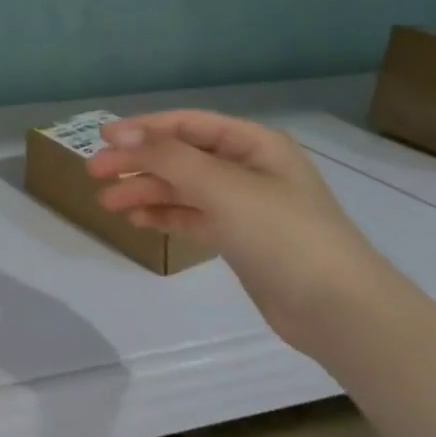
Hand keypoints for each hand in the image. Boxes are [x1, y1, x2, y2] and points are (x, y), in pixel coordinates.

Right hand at [86, 110, 391, 352]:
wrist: (340, 312)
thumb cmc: (283, 235)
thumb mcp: (222, 186)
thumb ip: (167, 156)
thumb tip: (119, 133)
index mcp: (254, 144)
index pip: (187, 124)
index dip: (142, 128)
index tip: (101, 138)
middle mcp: (248, 168)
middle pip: (180, 155)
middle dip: (138, 162)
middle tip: (95, 173)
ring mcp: (245, 204)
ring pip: (182, 187)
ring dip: (145, 191)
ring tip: (108, 203)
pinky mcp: (240, 237)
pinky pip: (192, 216)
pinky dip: (164, 215)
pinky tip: (137, 220)